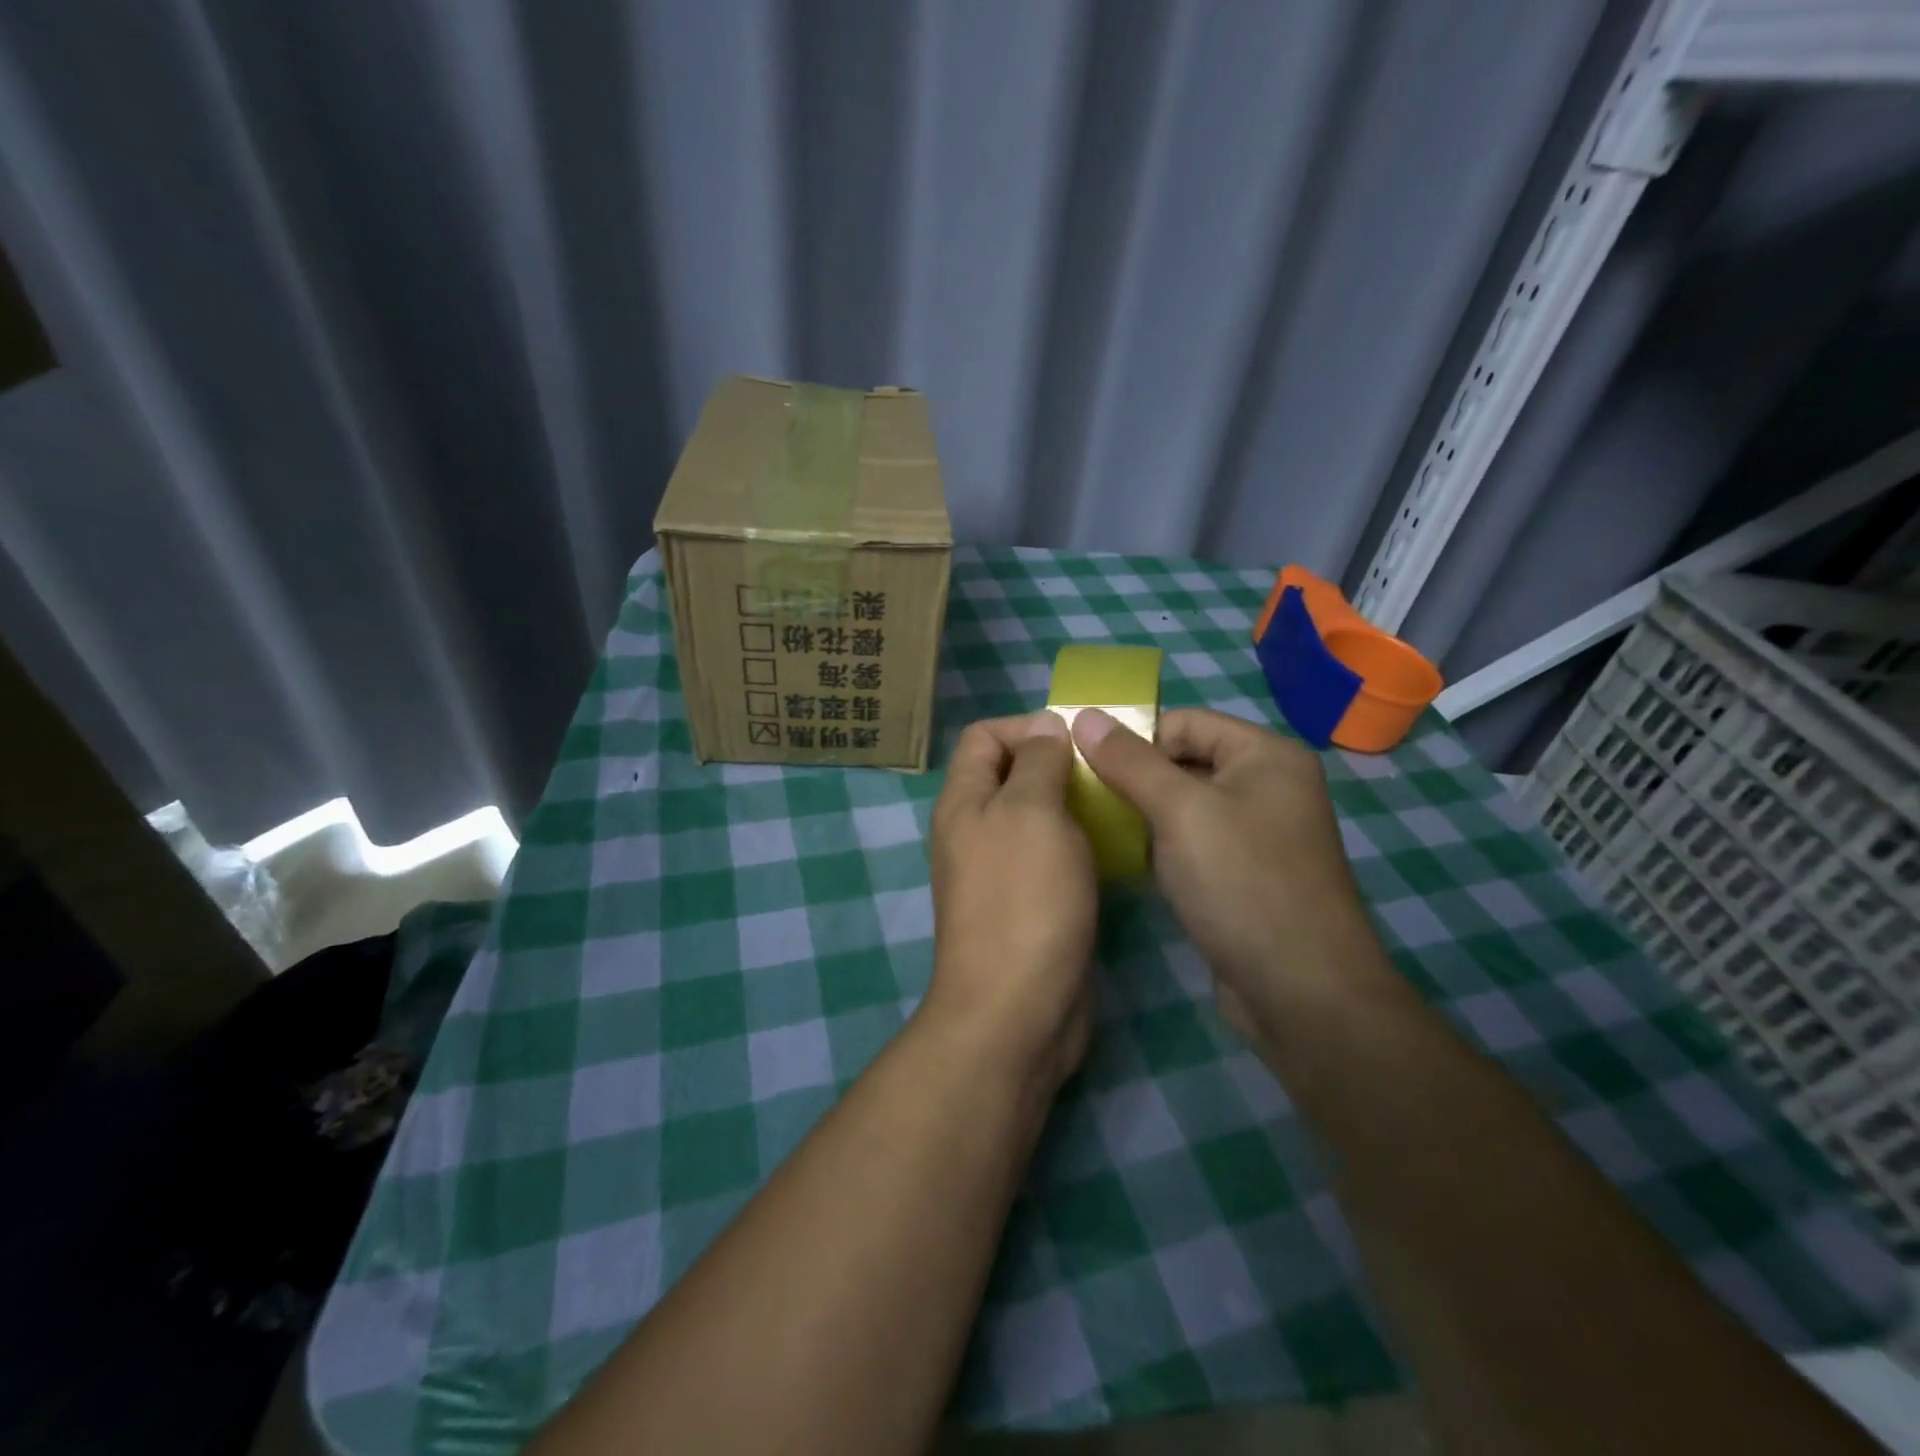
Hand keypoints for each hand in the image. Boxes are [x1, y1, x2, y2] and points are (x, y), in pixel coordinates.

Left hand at [923, 712, 1096, 1095]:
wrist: (1018, 1008)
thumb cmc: (1024, 898)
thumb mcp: (1032, 812)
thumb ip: (1037, 762)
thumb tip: (1044, 726)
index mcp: (963, 801)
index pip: (983, 736)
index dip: (1026, 726)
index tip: (1077, 741)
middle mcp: (973, 831)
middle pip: (1010, 775)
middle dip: (1057, 766)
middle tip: (1106, 776)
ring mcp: (998, 872)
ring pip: (1035, 818)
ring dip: (1072, 809)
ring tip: (1116, 810)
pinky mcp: (1025, 906)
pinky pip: (1050, 859)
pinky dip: (1077, 848)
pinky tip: (1111, 855)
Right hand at [1070, 707, 1399, 1046]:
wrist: (1302, 993)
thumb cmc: (1243, 885)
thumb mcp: (1179, 812)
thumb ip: (1129, 761)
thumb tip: (1083, 715)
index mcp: (1266, 755)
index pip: (1184, 722)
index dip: (1136, 739)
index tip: (1090, 771)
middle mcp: (1268, 785)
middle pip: (1184, 760)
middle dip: (1135, 778)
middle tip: (1087, 802)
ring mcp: (1259, 832)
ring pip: (1185, 803)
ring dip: (1144, 813)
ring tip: (1102, 831)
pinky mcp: (1245, 872)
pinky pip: (1194, 839)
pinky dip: (1162, 844)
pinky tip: (1132, 862)